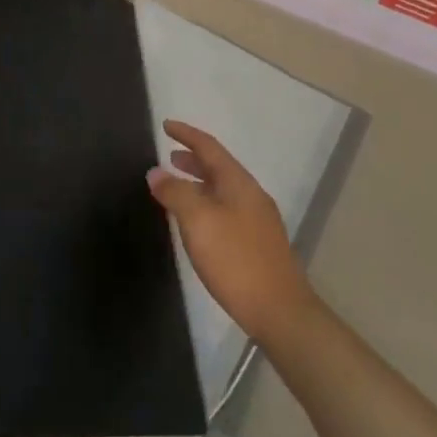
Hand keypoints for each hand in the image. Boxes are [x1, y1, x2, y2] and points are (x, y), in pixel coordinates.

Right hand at [147, 121, 318, 345]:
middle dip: (193, 159)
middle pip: (219, 168)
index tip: (166, 125)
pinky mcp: (258, 244)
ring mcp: (258, 221)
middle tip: (169, 156)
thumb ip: (176, 193)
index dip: (187, 134)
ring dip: (199, 183)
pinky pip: (226, 211)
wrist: (280, 311)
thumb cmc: (236, 260)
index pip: (210, 147)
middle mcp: (251, 195)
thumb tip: (156, 172)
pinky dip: (206, 205)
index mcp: (238, 183)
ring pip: (223, 191)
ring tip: (176, 188)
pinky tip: (196, 224)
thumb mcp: (198, 222)